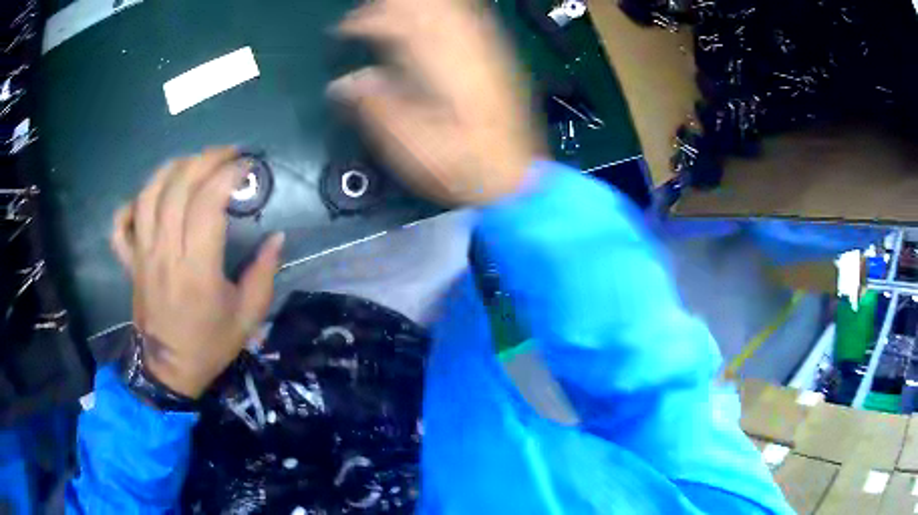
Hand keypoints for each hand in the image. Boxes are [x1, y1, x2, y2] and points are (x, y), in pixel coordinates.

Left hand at [110, 148, 284, 398]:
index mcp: (196, 270)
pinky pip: (121, 225)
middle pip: (177, 188)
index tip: (247, 166)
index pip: (207, 203)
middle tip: (226, 154)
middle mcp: (165, 255)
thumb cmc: (210, 345)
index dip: (227, 174)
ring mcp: (142, 256)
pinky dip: (132, 203)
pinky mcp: (130, 263)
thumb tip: (277, 236)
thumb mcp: (248, 316)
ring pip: (148, 195)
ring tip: (192, 163)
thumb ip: (265, 273)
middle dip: (204, 159)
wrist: (170, 372)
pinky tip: (149, 197)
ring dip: (171, 169)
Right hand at [328, 0, 546, 205]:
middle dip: (388, 7)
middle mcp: (464, 46)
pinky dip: (441, 10)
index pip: (398, 23)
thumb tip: (342, 83)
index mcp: (438, 65)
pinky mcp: (496, 55)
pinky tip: (429, 18)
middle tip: (363, 21)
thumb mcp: (408, 145)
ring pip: (448, 6)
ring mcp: (485, 47)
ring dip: (414, 5)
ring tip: (389, 16)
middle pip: (424, 5)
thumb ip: (374, 107)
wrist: (515, 178)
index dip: (364, 21)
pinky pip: (468, 16)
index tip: (341, 32)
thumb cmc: (458, 165)